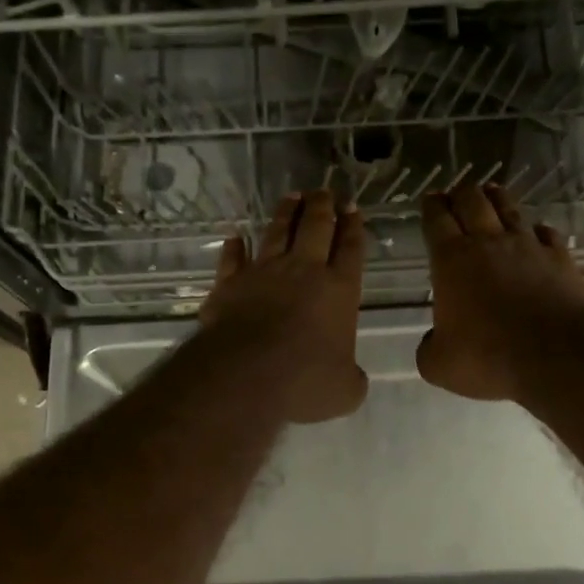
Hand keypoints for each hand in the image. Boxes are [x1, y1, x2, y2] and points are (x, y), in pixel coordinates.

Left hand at [200, 189, 369, 423]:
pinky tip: (235, 237)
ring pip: (277, 232)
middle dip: (323, 207)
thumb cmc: (305, 380)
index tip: (353, 208)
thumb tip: (352, 378)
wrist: (246, 374)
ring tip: (292, 196)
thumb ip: (353, 379)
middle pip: (316, 228)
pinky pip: (232, 259)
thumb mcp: (345, 391)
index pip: (351, 249)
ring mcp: (263, 273)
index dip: (354, 227)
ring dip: (286, 213)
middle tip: (325, 191)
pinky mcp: (229, 283)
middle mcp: (304, 271)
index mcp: (340, 290)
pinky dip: (234, 247)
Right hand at [417, 183, 583, 402]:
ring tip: (491, 192)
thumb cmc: (489, 358)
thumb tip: (433, 341)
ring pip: (509, 209)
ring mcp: (529, 247)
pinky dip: (537, 230)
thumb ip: (429, 348)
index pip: (437, 220)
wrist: (559, 356)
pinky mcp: (561, 259)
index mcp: (452, 261)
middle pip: (473, 202)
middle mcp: (489, 243)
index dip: (431, 207)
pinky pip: (546, 233)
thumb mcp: (439, 365)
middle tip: (457, 193)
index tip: (429, 199)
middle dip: (461, 193)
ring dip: (497, 199)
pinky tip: (537, 232)